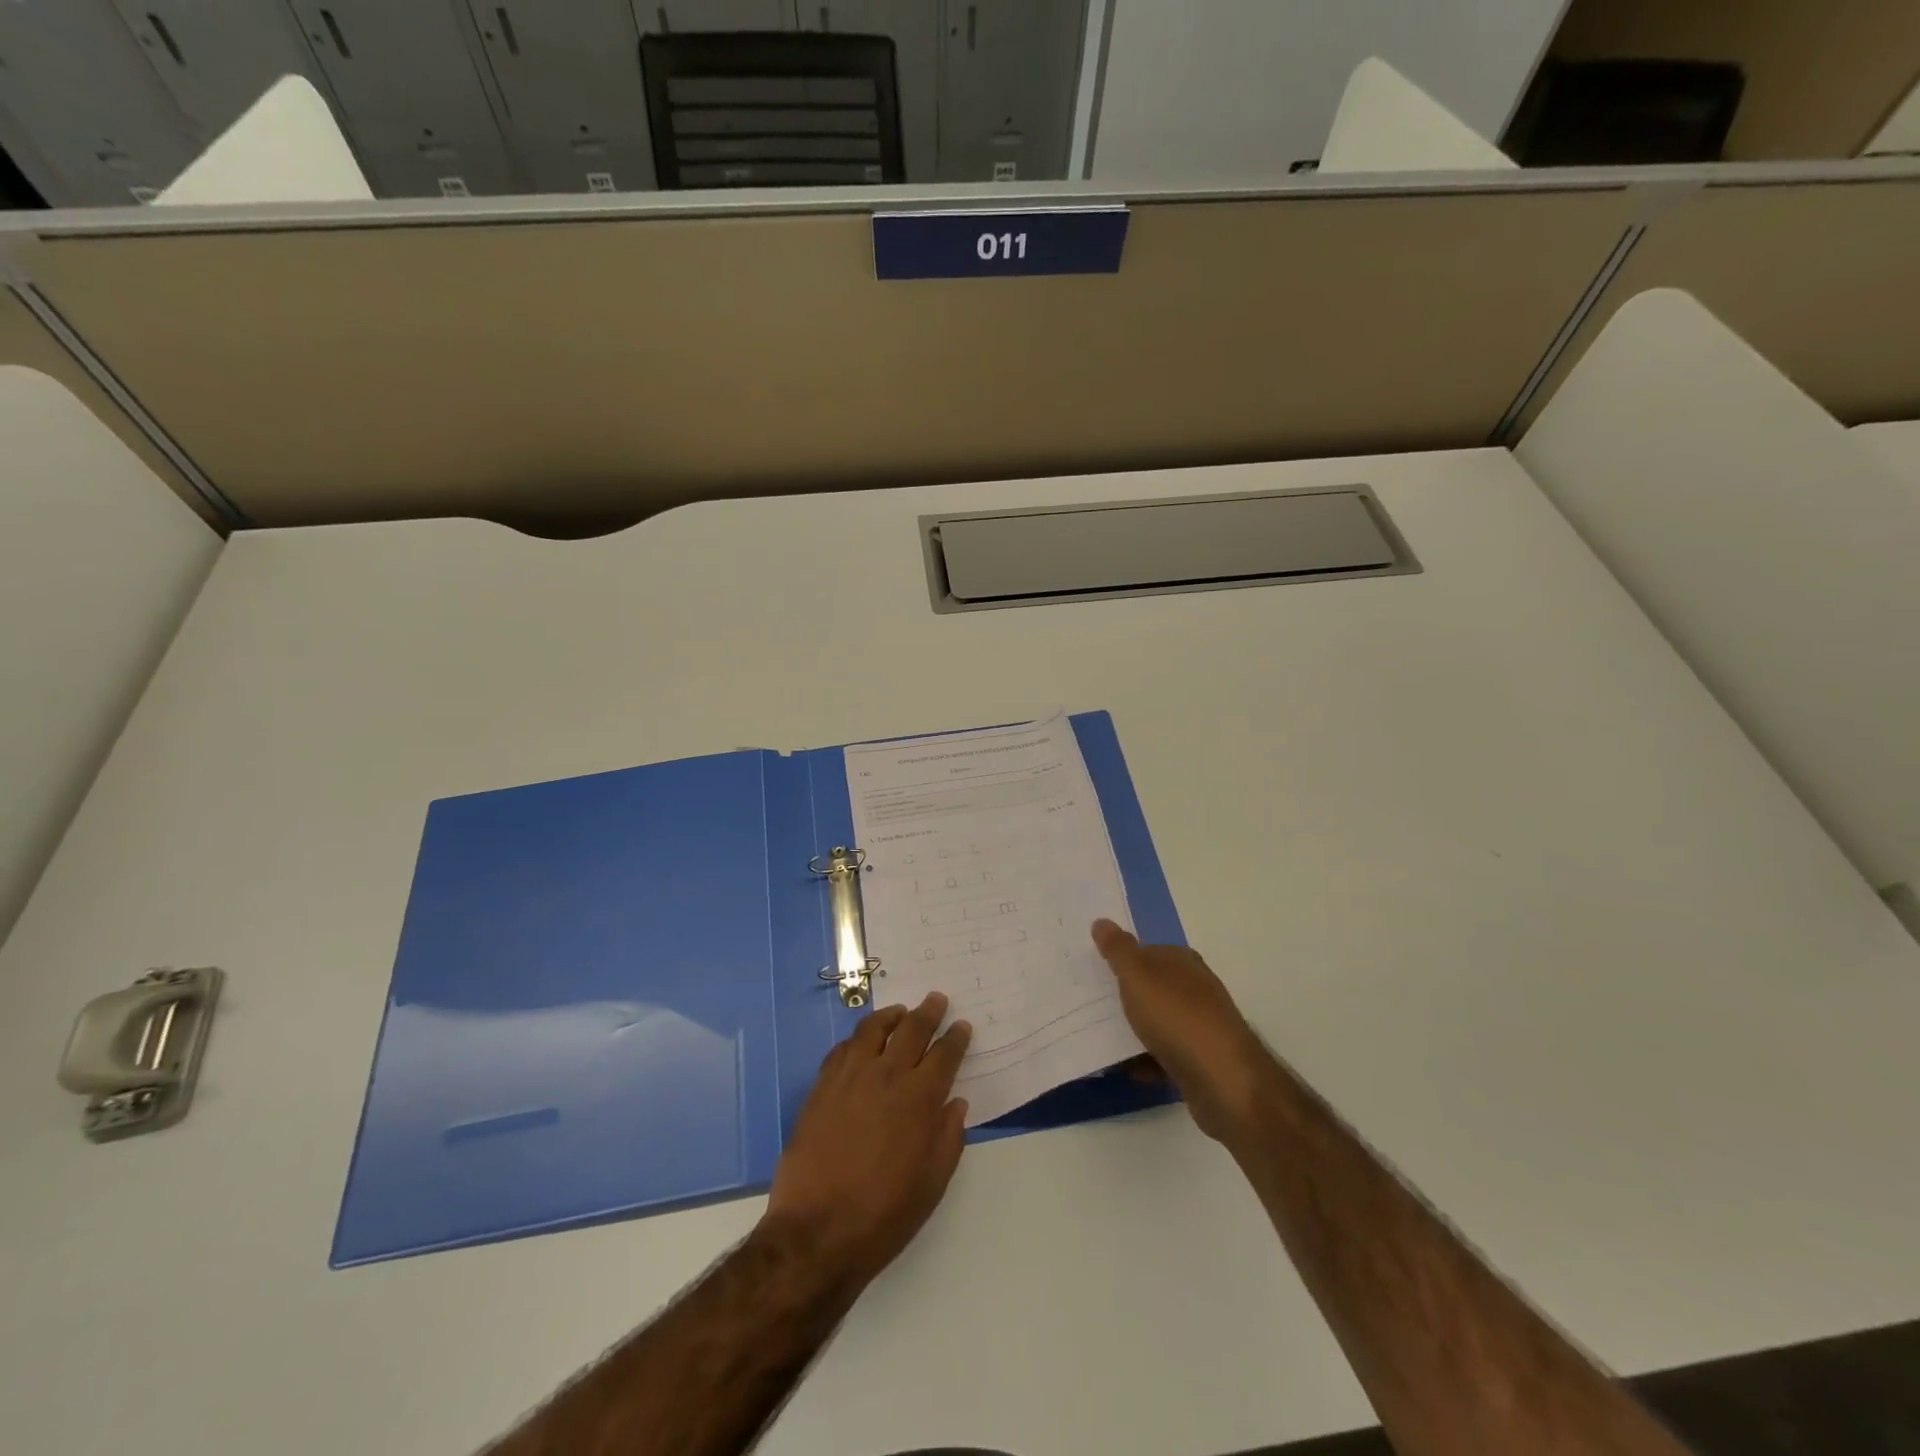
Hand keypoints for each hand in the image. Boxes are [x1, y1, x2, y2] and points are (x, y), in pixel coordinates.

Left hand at [764, 993, 971, 1290]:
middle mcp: (887, 1076)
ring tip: (899, 1011)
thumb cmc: (884, 1214)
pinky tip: (861, 1042)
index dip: (956, 1038)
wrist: (817, 1231)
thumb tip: (955, 1103)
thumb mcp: (932, 1183)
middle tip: (936, 999)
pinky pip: (842, 1048)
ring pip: (873, 1029)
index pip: (944, 1055)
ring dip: (891, 1015)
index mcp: (920, 1098)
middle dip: (928, 1012)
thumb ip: (948, 1138)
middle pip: (912, 1029)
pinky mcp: (822, 1086)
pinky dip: (857, 1038)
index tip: (962, 1026)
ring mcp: (850, 1077)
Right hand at [1092, 920, 1272, 1142]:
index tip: (1094, 972)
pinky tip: (1128, 1069)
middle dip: (1125, 996)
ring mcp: (1200, 1025)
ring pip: (1158, 1022)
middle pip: (1152, 987)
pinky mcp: (1201, 1060)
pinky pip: (1165, 1055)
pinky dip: (1147, 1061)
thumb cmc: (1177, 1018)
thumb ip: (1118, 950)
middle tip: (1090, 1005)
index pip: (1147, 951)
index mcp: (1182, 962)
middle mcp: (1195, 989)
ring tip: (1101, 1039)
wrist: (1224, 1080)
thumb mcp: (1138, 976)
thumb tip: (1101, 921)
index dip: (1121, 960)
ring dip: (1133, 1031)